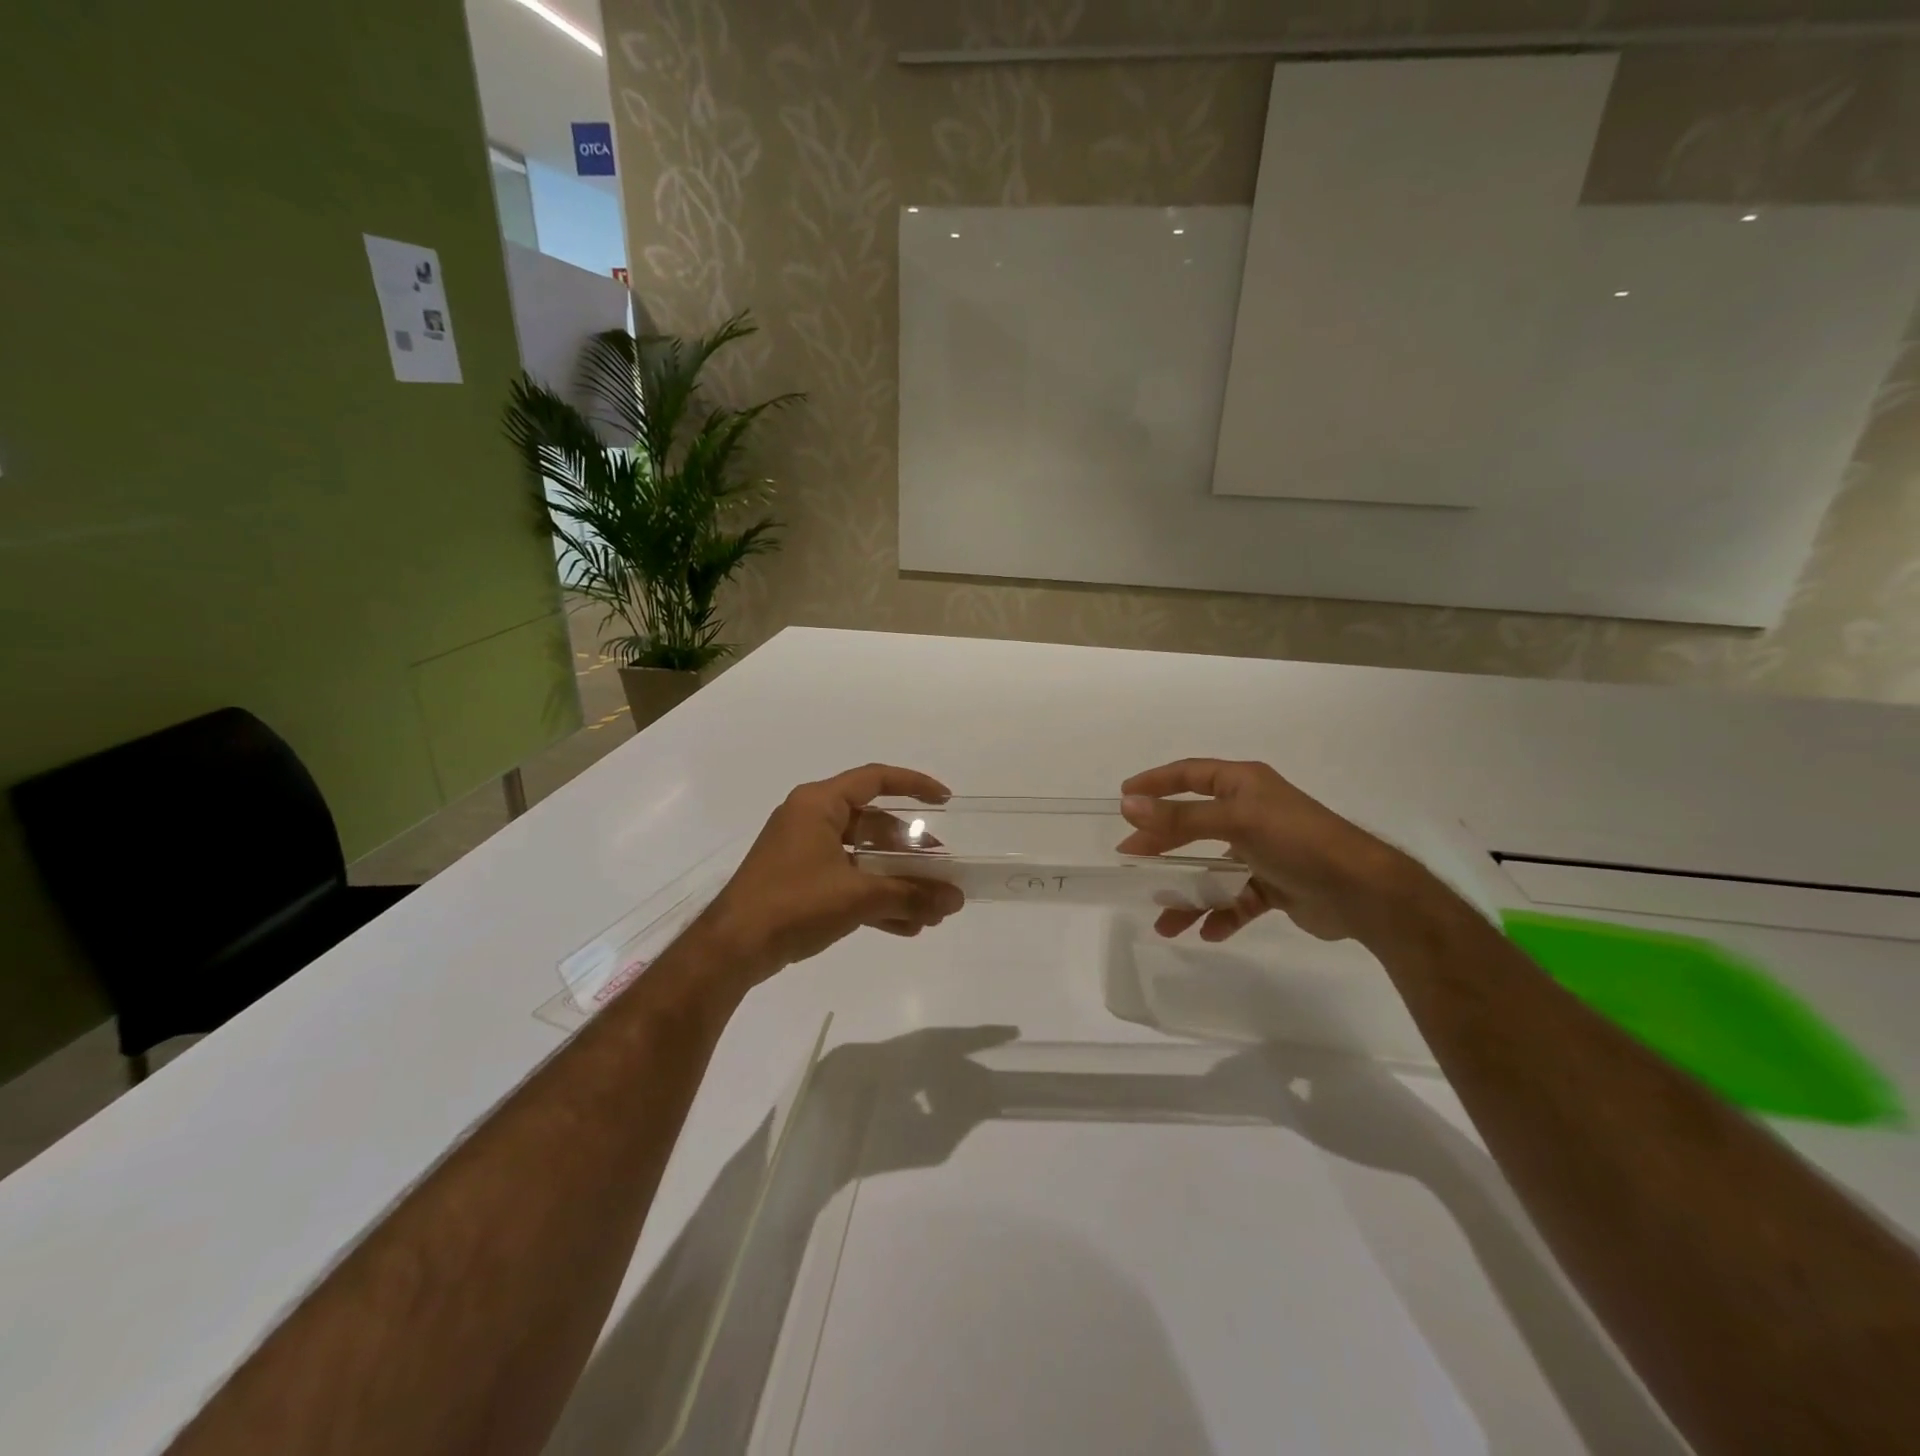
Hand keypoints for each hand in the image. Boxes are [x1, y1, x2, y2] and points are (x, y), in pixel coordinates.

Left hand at [700, 764, 965, 982]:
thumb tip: (955, 900)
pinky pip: (847, 879)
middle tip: (940, 871)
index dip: (914, 785)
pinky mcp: (799, 881)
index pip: (875, 779)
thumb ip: (910, 895)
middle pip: (873, 824)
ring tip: (929, 909)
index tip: (945, 801)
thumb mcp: (858, 897)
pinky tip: (904, 926)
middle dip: (910, 851)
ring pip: (862, 856)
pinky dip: (873, 897)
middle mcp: (811, 819)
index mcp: (819, 804)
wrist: (732, 949)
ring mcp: (803, 851)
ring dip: (895, 881)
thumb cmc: (794, 904)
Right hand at [1115, 758, 1421, 945]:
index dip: (1156, 782)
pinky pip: (1237, 898)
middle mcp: (1251, 812)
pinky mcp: (1275, 885)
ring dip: (1188, 893)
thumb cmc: (1297, 842)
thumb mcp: (1235, 822)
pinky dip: (1222, 913)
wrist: (1364, 893)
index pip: (1191, 775)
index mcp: (1244, 785)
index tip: (1124, 795)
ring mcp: (1263, 850)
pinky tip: (1208, 931)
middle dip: (1162, 843)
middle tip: (1130, 858)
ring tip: (1164, 920)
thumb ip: (1181, 818)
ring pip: (1212, 868)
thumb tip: (1129, 805)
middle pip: (1194, 823)